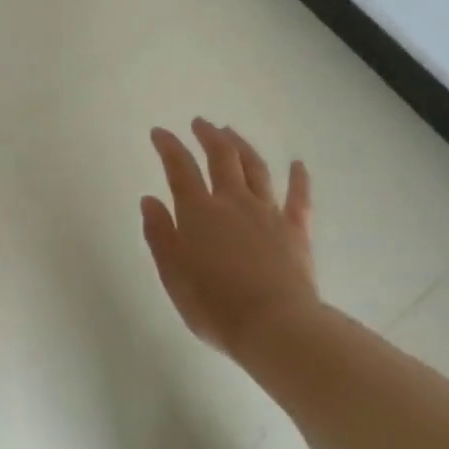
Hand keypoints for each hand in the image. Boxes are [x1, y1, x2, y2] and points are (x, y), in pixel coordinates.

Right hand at [142, 118, 317, 356]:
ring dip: (242, 146)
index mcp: (199, 212)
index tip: (159, 132)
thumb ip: (160, 235)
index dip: (168, 146)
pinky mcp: (296, 229)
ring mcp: (268, 212)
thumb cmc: (214, 305)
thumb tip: (150, 200)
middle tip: (200, 123)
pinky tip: (298, 164)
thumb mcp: (173, 275)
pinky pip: (298, 197)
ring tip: (232, 132)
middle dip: (208, 136)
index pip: (180, 168)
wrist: (274, 325)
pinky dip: (298, 178)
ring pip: (255, 168)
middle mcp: (233, 202)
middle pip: (221, 157)